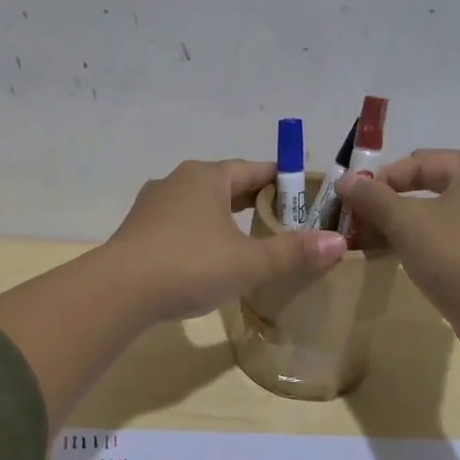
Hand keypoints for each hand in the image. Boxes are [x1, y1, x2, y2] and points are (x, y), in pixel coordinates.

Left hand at [105, 159, 346, 320]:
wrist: (120, 289)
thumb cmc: (191, 265)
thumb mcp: (250, 262)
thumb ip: (293, 252)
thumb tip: (339, 242)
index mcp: (207, 177)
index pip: (254, 169)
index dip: (281, 181)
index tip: (303, 195)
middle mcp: (178, 180)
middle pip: (226, 184)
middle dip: (253, 199)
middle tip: (281, 221)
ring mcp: (153, 204)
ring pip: (200, 204)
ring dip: (223, 217)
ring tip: (246, 239)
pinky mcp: (138, 228)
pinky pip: (179, 223)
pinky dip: (199, 233)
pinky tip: (206, 256)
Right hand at [336, 150, 459, 331]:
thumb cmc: (455, 255)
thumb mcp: (404, 222)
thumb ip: (372, 197)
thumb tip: (345, 182)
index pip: (420, 162)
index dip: (382, 179)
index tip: (355, 202)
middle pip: (437, 184)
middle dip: (398, 201)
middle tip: (368, 220)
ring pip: (451, 213)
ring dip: (417, 223)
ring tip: (388, 241)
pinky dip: (439, 242)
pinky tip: (420, 260)